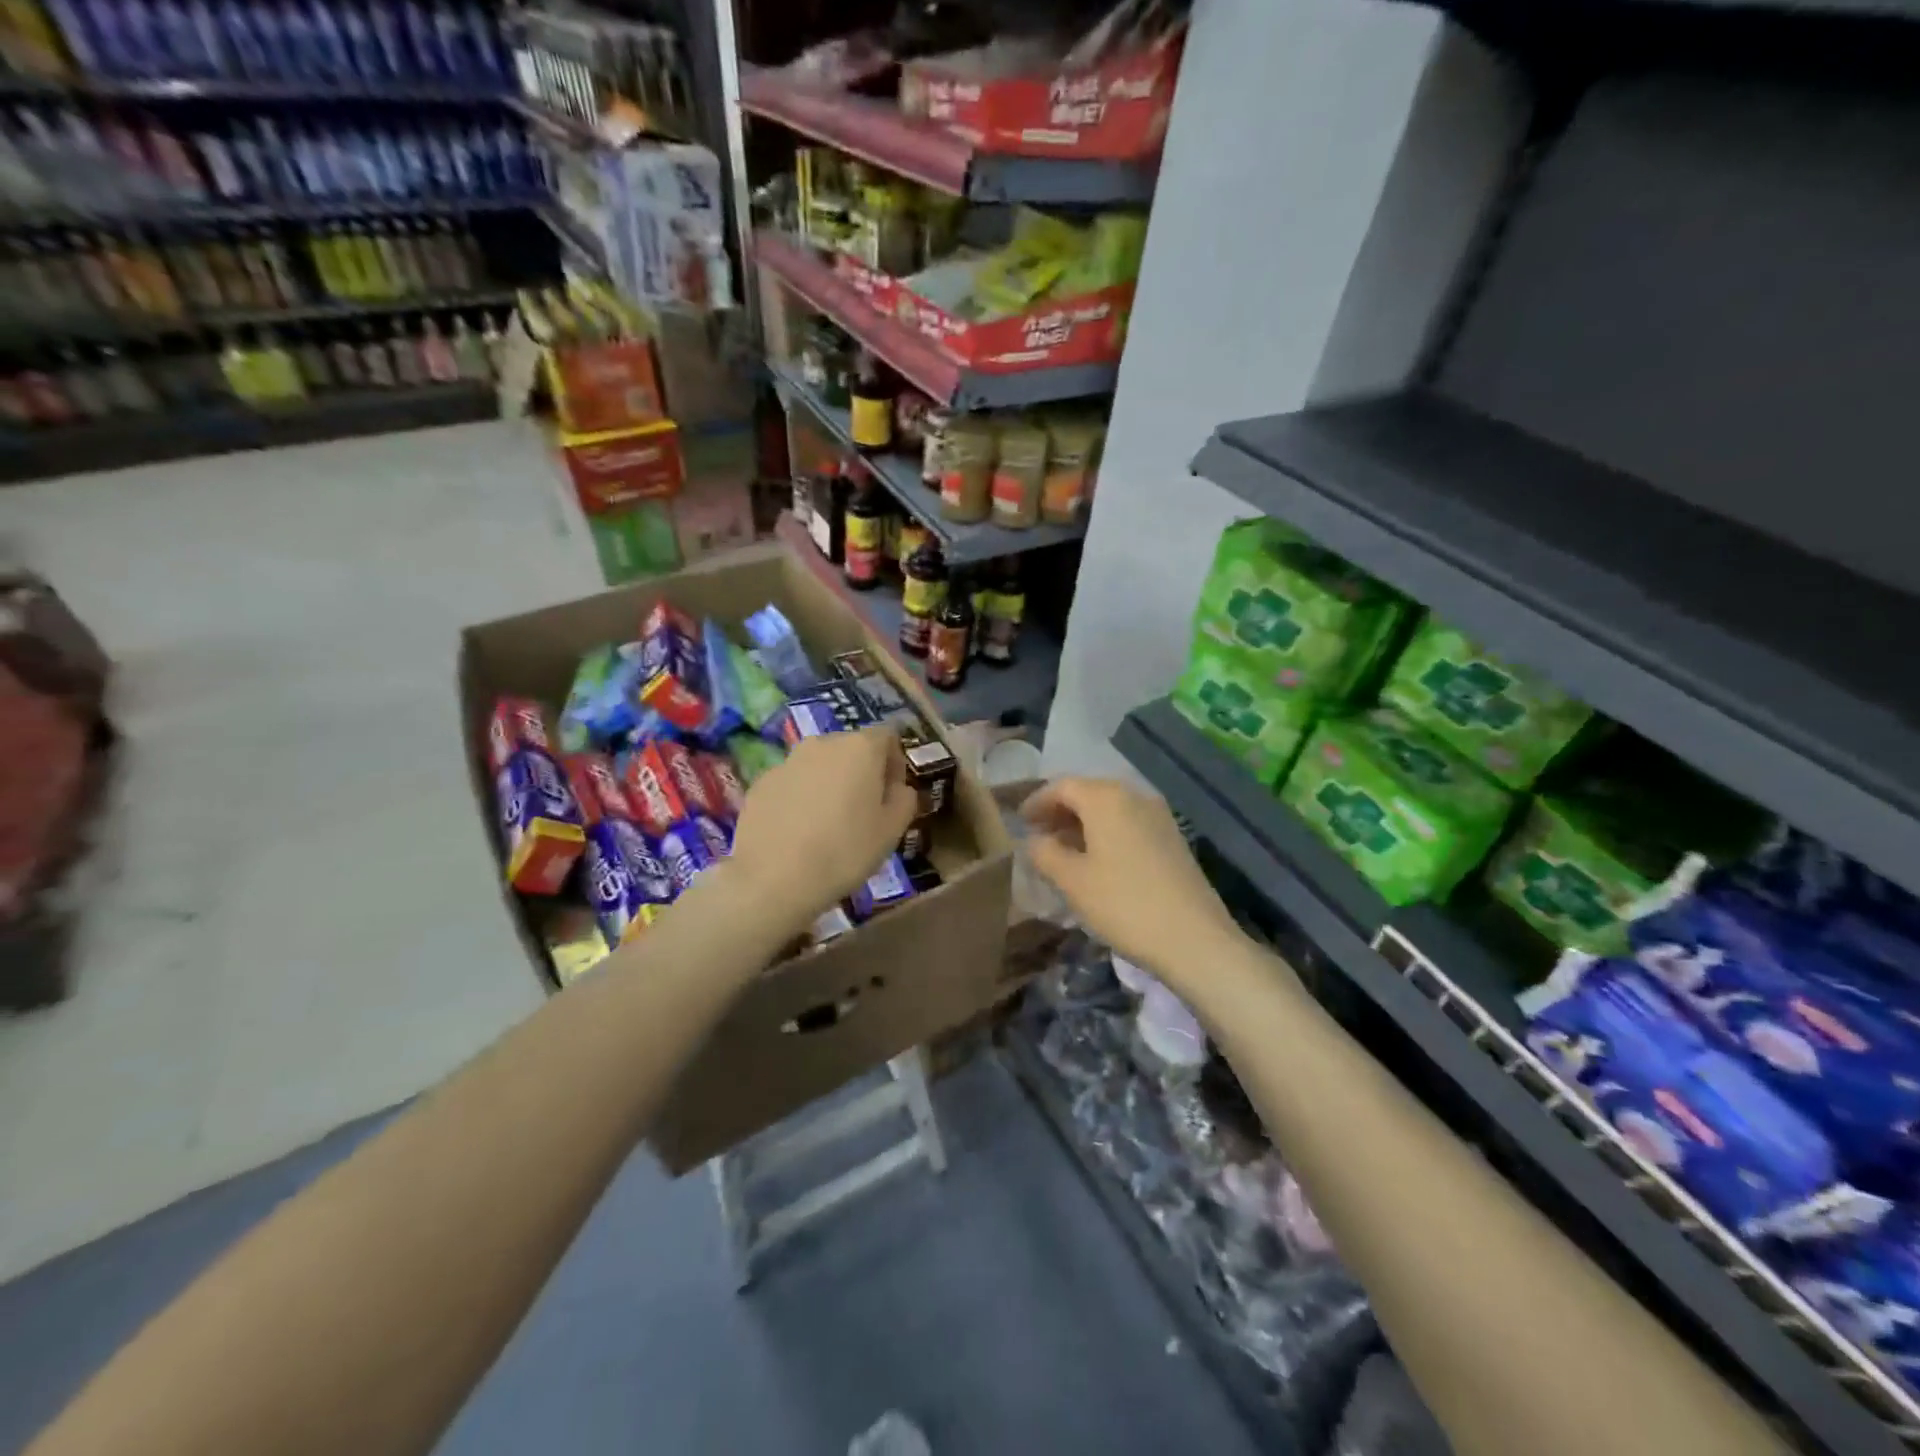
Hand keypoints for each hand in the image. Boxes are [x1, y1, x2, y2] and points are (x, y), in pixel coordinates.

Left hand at [724, 726, 917, 932]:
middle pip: (851, 748)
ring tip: (828, 823)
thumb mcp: (892, 830)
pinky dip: (801, 798)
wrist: (773, 878)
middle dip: (862, 772)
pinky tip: (799, 832)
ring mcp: (787, 761)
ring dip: (829, 784)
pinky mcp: (762, 782)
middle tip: (864, 810)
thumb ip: (904, 799)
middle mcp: (823, 743)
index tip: (893, 794)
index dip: (895, 762)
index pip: (887, 737)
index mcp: (860, 748)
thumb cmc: (845, 851)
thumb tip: (899, 788)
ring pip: (819, 765)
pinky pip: (793, 783)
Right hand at [1022, 776, 1244, 986]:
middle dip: (1060, 811)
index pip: (1062, 786)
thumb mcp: (1072, 881)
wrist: (1194, 938)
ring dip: (1083, 823)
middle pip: (1088, 793)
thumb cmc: (1124, 904)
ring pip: (1110, 809)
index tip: (1020, 822)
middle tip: (1038, 835)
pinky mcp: (1172, 838)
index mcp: (1106, 798)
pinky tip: (1097, 861)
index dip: (1037, 802)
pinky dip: (1106, 833)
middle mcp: (1134, 796)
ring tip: (1063, 851)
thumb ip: (1045, 853)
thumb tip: (1035, 840)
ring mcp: (1158, 816)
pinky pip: (1129, 823)